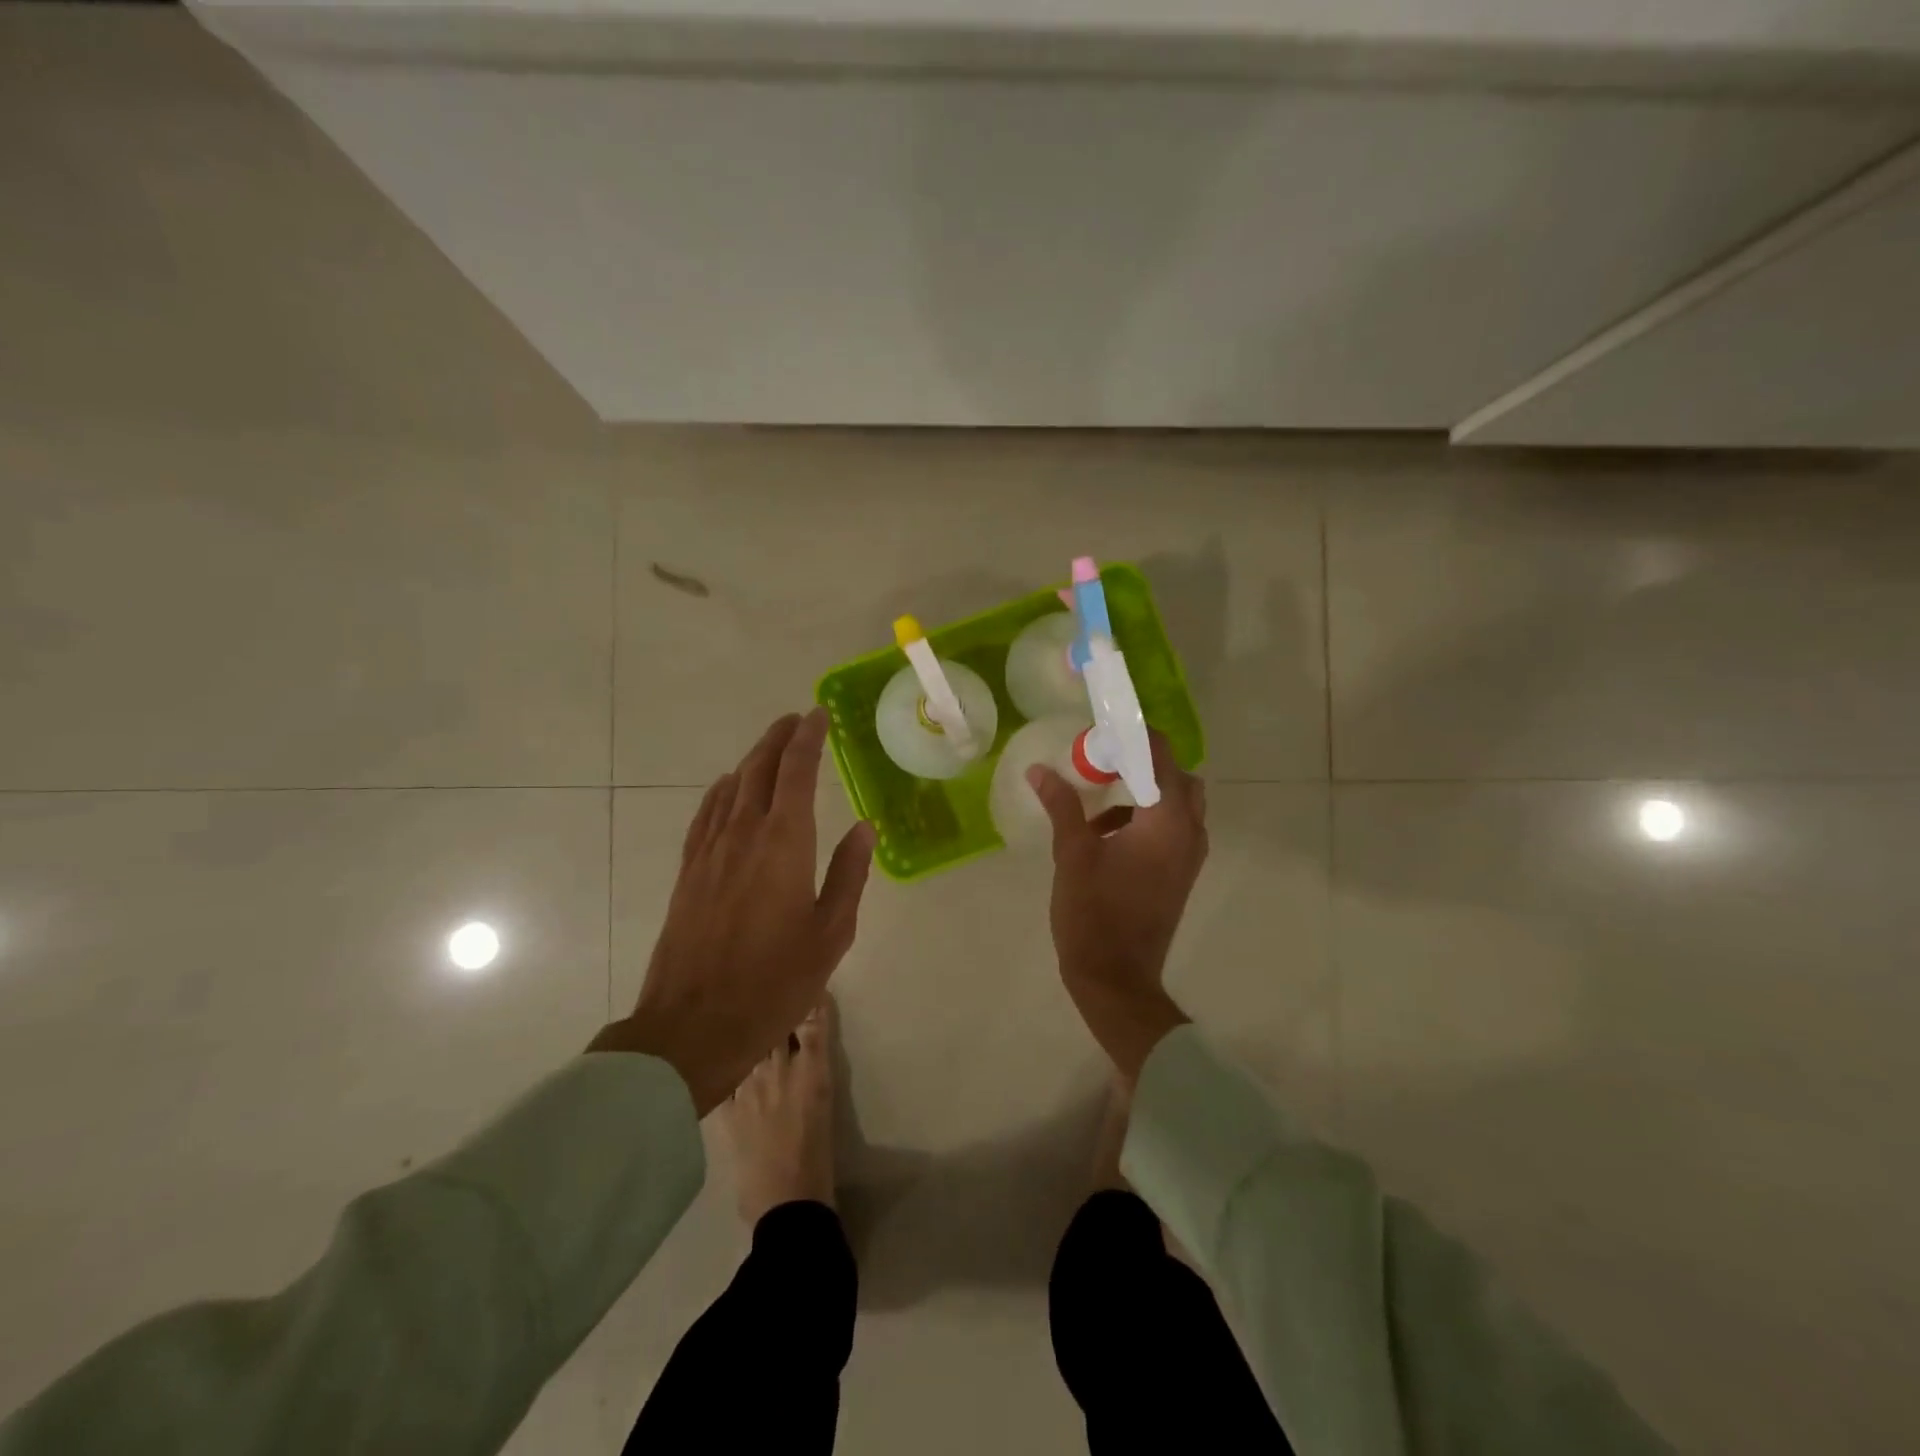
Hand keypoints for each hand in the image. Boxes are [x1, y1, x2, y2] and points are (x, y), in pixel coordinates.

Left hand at [590, 709, 874, 1113]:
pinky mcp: (688, 872)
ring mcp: (709, 852)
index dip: (807, 739)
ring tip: (770, 747)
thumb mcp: (831, 933)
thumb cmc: (775, 982)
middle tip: (796, 720)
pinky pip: (705, 815)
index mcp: (784, 844)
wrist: (694, 1025)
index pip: (796, 773)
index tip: (817, 716)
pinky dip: (721, 791)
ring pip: (730, 787)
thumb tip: (863, 828)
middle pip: (759, 769)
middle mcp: (743, 835)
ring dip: (752, 760)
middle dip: (778, 739)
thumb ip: (848, 874)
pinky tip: (727, 789)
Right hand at [1028, 731, 1206, 1080]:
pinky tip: (1105, 836)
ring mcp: (1189, 857)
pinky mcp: (1181, 875)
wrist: (1116, 978)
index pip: (1161, 756)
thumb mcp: (1072, 854)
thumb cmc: (1093, 913)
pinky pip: (1172, 830)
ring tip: (1097, 803)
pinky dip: (1146, 820)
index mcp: (1167, 821)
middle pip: (1178, 778)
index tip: (1101, 731)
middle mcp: (1189, 833)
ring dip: (1144, 794)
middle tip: (1104, 763)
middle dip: (1145, 764)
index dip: (1134, 737)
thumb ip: (1062, 806)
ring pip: (1178, 805)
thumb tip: (1039, 770)